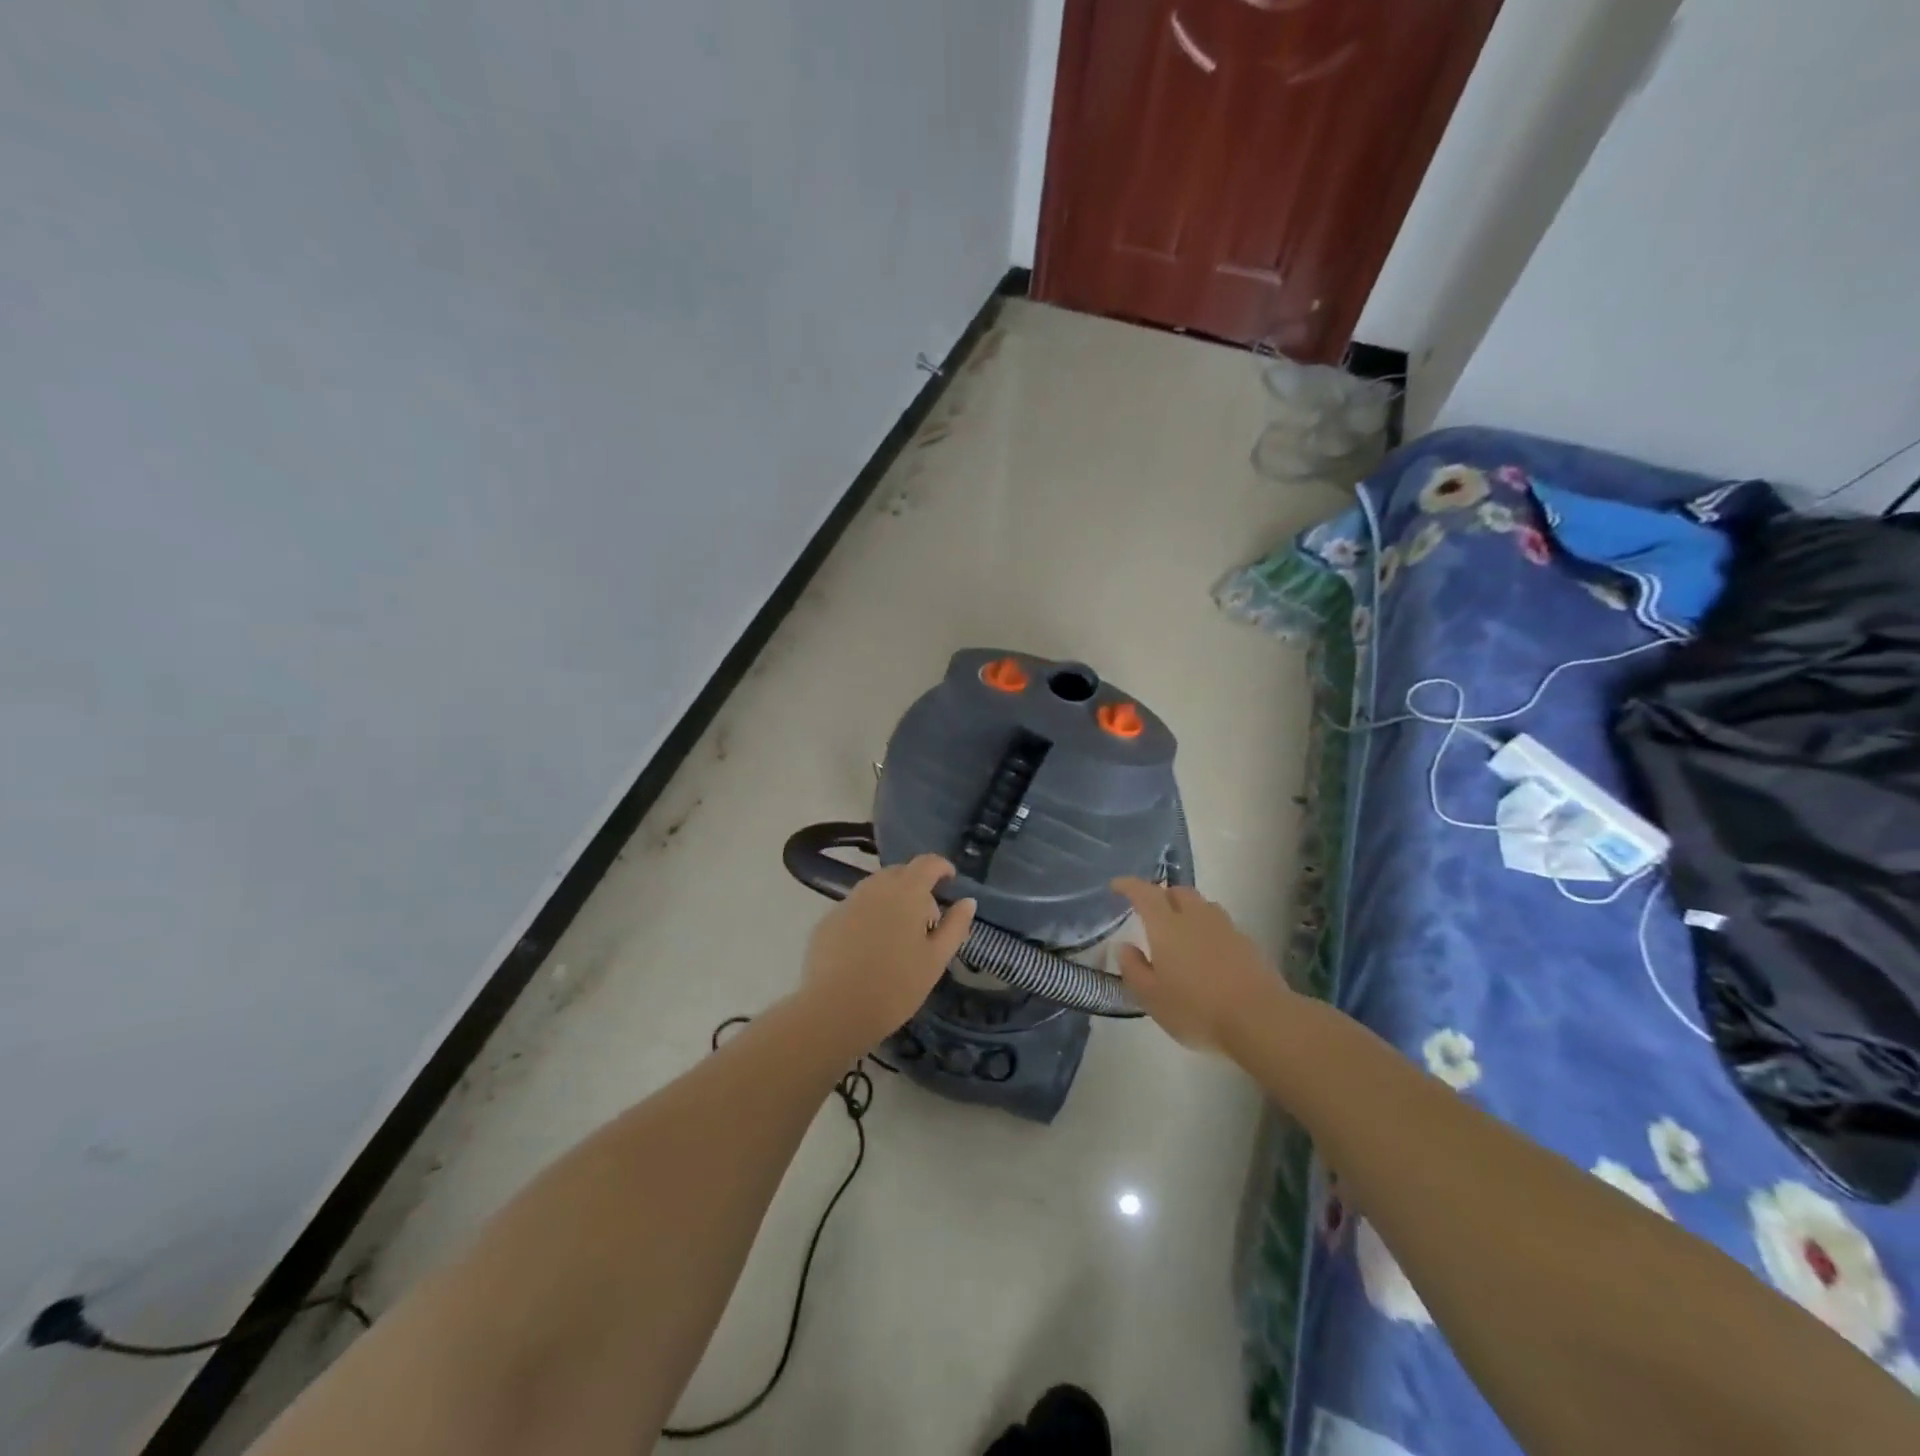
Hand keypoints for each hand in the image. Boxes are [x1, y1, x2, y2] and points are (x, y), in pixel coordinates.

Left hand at [803, 854, 975, 1049]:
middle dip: (916, 886)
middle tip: (927, 919)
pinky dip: (868, 916)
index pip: (927, 863)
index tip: (950, 880)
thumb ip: (955, 926)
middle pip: (900, 873)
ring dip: (892, 900)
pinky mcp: (827, 921)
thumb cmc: (896, 986)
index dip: (941, 867)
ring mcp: (847, 903)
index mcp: (906, 892)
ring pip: (875, 889)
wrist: (834, 1010)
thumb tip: (968, 901)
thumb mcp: (936, 959)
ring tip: (899, 934)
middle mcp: (875, 888)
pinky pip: (855, 908)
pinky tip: (869, 948)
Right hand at [1112, 877, 1289, 1051]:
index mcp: (1166, 925)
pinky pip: (1220, 924)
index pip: (1144, 893)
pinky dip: (1207, 928)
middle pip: (1177, 891)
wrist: (1259, 1018)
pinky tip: (1206, 951)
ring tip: (1180, 929)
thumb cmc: (1196, 1008)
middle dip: (1161, 895)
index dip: (1128, 885)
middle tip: (1151, 911)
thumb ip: (1134, 969)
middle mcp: (1195, 917)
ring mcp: (1225, 927)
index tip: (1117, 886)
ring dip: (1187, 909)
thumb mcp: (1151, 997)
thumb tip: (1124, 947)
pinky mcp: (1247, 943)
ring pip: (1202, 905)